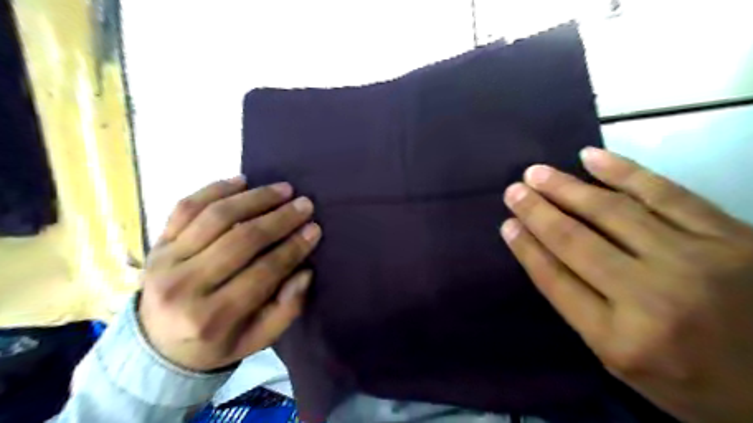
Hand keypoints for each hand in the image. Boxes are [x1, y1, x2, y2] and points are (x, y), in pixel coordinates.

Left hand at [137, 176, 319, 371]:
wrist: (155, 347)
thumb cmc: (216, 343)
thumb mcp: (257, 340)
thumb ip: (286, 310)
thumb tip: (304, 271)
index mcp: (211, 317)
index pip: (263, 272)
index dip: (293, 248)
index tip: (314, 228)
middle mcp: (184, 286)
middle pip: (240, 240)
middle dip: (279, 218)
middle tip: (304, 204)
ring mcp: (165, 261)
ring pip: (215, 217)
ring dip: (254, 198)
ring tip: (282, 189)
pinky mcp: (157, 243)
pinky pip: (186, 207)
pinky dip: (215, 189)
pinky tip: (242, 180)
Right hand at [499, 147, 751, 422]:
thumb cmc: (690, 379)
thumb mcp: (620, 360)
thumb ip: (579, 308)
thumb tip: (541, 253)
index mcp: (620, 339)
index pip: (555, 279)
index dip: (526, 247)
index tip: (506, 223)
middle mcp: (653, 298)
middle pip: (576, 241)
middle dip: (537, 212)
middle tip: (513, 190)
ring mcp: (695, 261)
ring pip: (613, 212)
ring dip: (567, 188)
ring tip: (536, 173)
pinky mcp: (731, 236)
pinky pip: (665, 193)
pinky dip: (624, 171)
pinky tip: (590, 158)